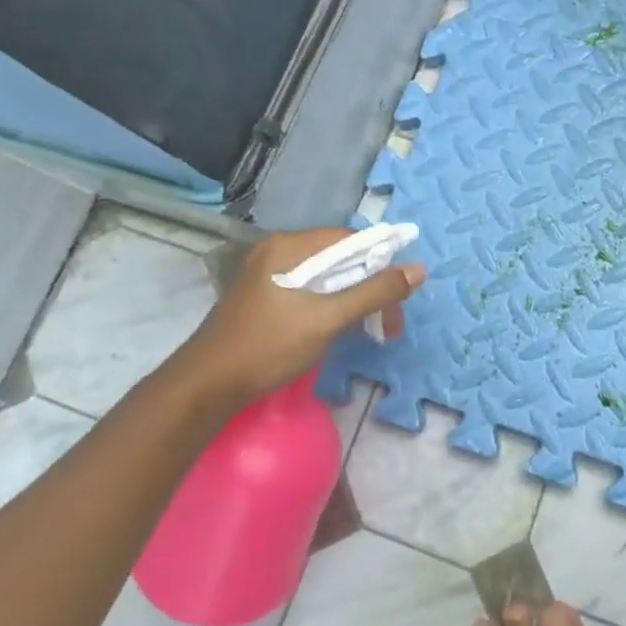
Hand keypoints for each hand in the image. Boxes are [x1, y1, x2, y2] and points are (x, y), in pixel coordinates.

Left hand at [169, 228, 423, 414]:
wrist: (208, 386)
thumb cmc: (269, 346)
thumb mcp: (328, 319)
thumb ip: (375, 292)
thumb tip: (418, 270)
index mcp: (290, 246)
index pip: (350, 239)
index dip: (382, 262)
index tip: (400, 296)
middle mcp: (279, 251)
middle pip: (340, 259)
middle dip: (371, 287)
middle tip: (390, 324)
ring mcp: (269, 274)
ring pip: (327, 278)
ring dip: (355, 300)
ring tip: (374, 331)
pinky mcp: (266, 296)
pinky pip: (311, 291)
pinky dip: (333, 306)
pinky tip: (345, 329)